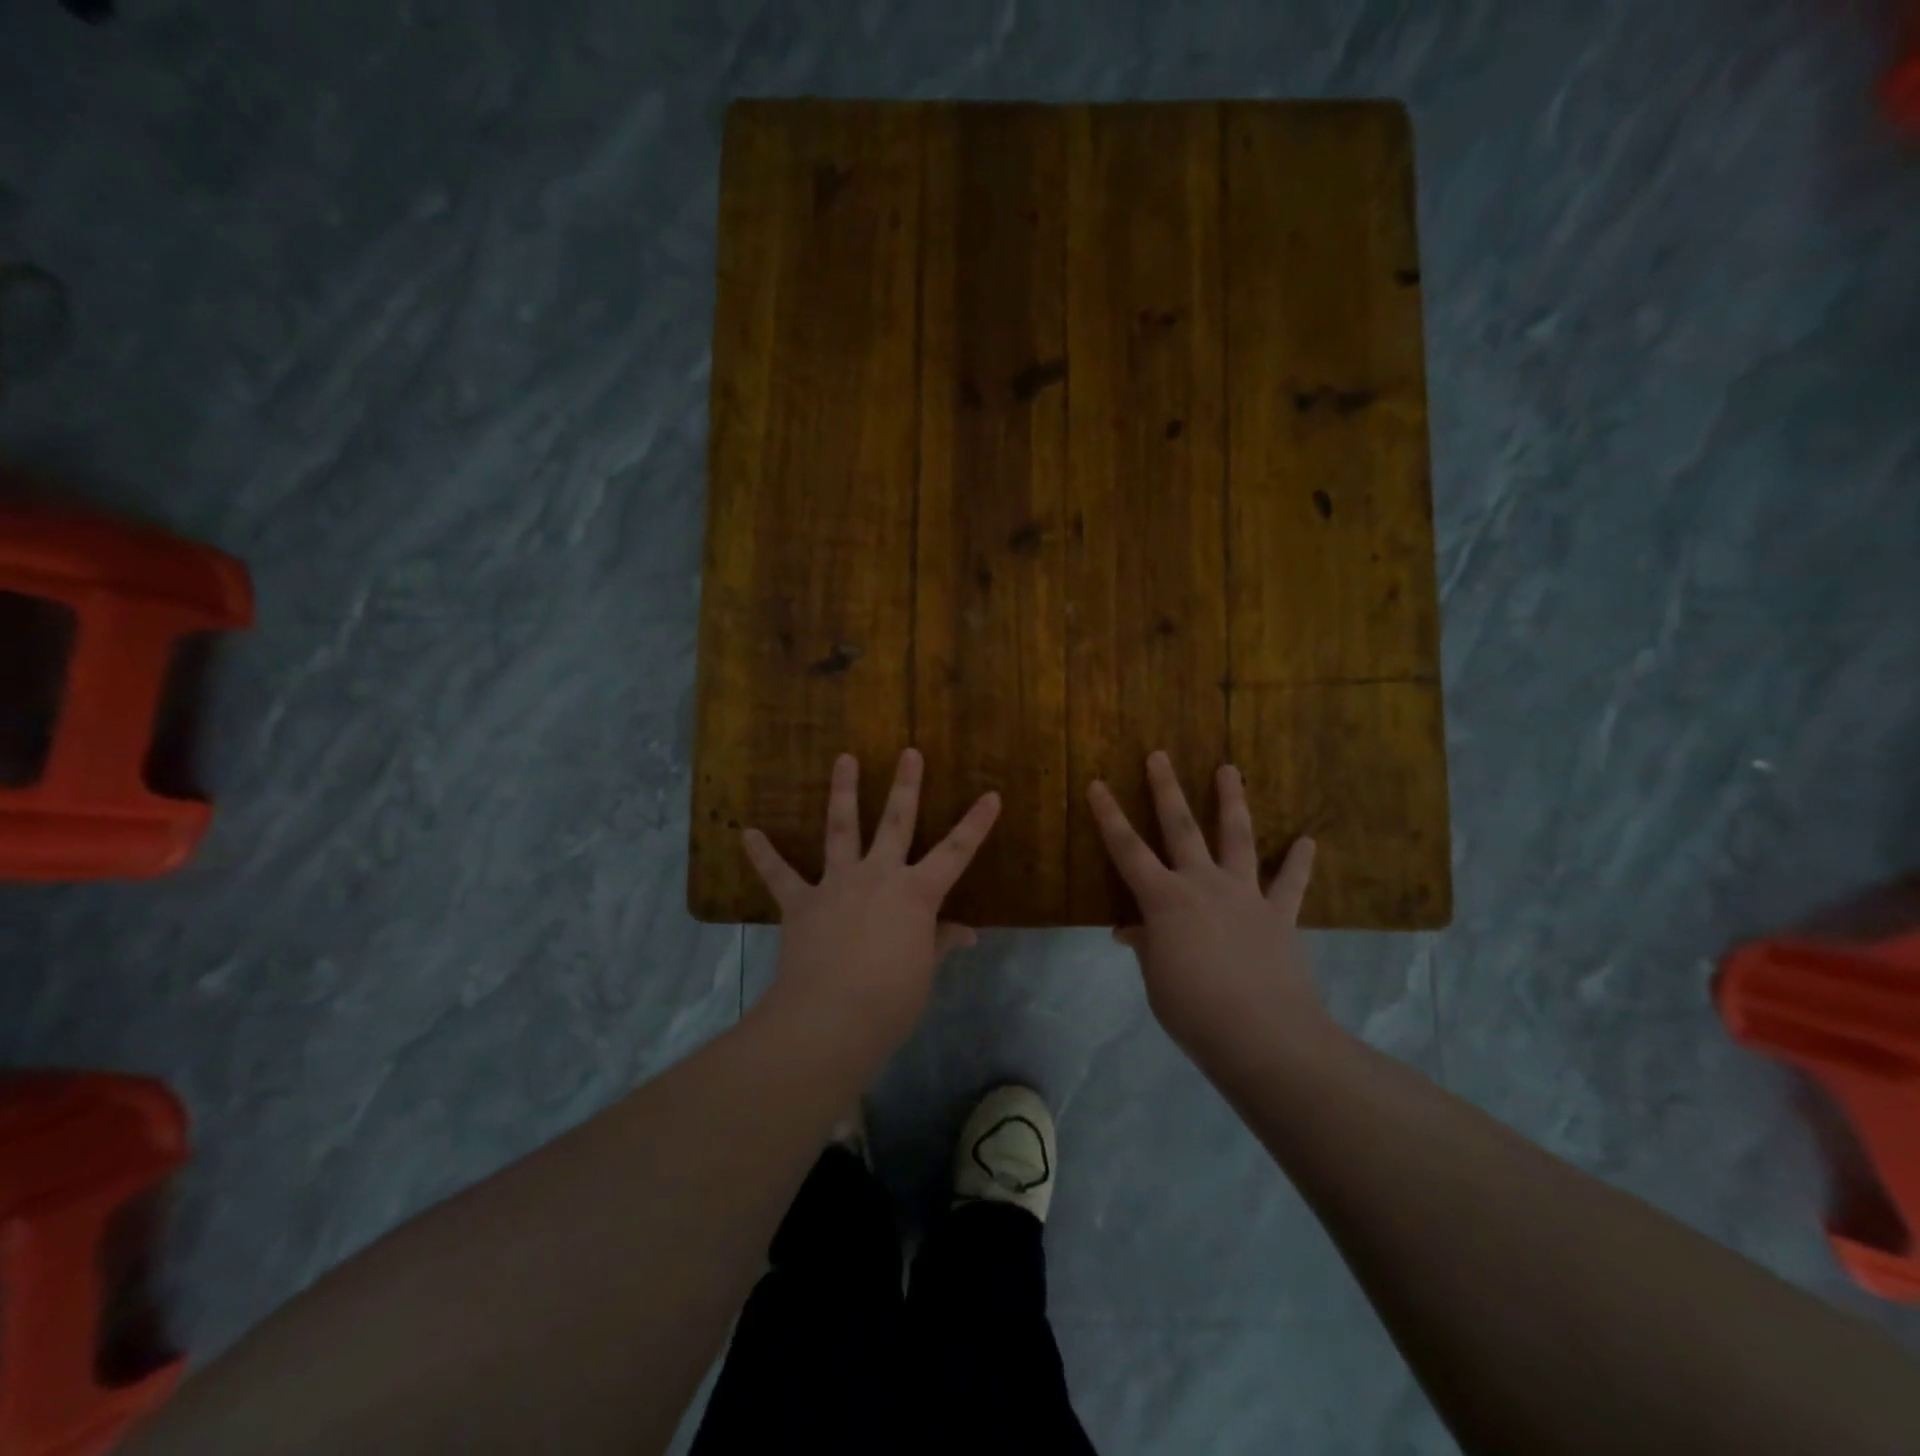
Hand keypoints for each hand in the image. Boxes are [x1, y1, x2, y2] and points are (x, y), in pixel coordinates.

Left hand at [744, 749, 1000, 1049]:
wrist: (830, 1018)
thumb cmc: (891, 999)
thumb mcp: (924, 971)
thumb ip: (939, 942)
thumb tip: (967, 932)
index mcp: (916, 893)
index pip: (956, 852)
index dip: (976, 824)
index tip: (991, 795)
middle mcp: (878, 876)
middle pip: (896, 822)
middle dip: (905, 785)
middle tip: (908, 752)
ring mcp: (836, 884)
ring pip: (841, 828)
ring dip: (842, 792)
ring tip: (843, 758)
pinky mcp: (801, 903)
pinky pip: (779, 875)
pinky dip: (763, 854)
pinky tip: (747, 833)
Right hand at [1088, 752, 1330, 1068]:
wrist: (1262, 1035)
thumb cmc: (1193, 1010)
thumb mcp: (1156, 979)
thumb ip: (1147, 946)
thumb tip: (1131, 930)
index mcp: (1164, 900)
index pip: (1127, 850)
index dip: (1109, 816)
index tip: (1097, 784)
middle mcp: (1203, 884)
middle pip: (1181, 828)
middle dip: (1166, 790)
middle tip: (1160, 755)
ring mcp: (1245, 895)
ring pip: (1237, 838)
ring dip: (1232, 802)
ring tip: (1230, 769)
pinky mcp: (1280, 914)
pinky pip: (1291, 883)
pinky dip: (1298, 862)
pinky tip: (1307, 841)